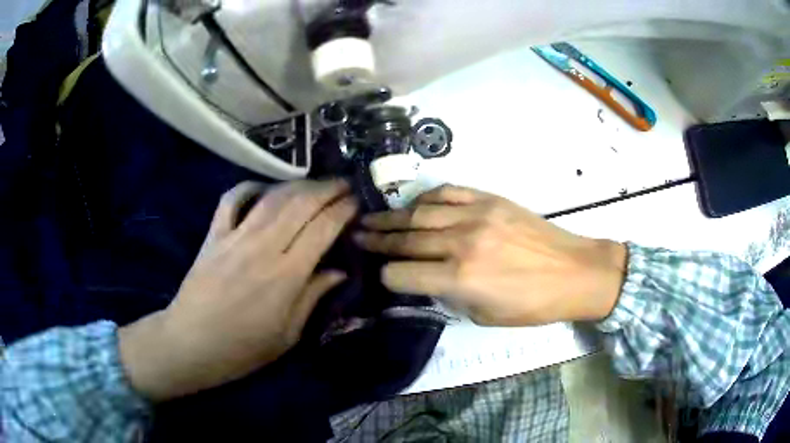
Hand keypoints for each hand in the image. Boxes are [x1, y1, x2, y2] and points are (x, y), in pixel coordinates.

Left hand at [119, 180, 356, 400]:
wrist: (191, 343)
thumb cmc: (243, 348)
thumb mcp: (288, 335)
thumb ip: (313, 297)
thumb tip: (339, 272)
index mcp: (286, 276)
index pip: (322, 228)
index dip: (343, 210)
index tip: (357, 202)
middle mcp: (263, 248)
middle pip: (300, 204)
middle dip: (327, 188)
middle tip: (344, 184)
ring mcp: (235, 237)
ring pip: (272, 198)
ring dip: (298, 184)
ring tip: (316, 184)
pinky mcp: (214, 235)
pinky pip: (232, 200)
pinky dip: (249, 187)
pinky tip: (264, 189)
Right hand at [355, 185, 625, 325]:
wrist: (574, 271)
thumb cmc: (532, 304)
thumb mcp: (485, 316)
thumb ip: (450, 297)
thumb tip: (426, 281)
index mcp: (459, 279)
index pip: (401, 275)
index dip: (386, 278)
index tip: (382, 276)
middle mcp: (460, 243)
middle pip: (405, 239)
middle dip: (376, 240)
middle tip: (356, 235)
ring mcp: (475, 215)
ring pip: (420, 213)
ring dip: (392, 217)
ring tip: (372, 218)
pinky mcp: (489, 199)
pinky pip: (448, 192)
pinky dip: (426, 198)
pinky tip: (415, 205)